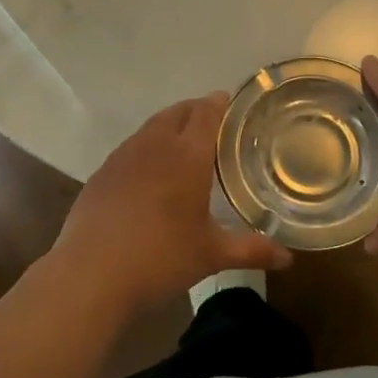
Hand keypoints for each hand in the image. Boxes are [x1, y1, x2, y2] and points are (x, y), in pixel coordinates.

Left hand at [49, 93, 292, 317]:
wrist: (90, 274)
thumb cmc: (160, 258)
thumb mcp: (210, 254)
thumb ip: (251, 250)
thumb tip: (288, 259)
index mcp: (187, 155)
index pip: (206, 112)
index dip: (220, 104)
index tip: (232, 104)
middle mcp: (155, 144)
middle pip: (178, 112)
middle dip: (197, 111)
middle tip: (214, 124)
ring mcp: (124, 156)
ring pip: (152, 126)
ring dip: (170, 126)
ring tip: (183, 144)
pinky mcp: (102, 172)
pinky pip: (132, 147)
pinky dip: (147, 147)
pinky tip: (150, 173)